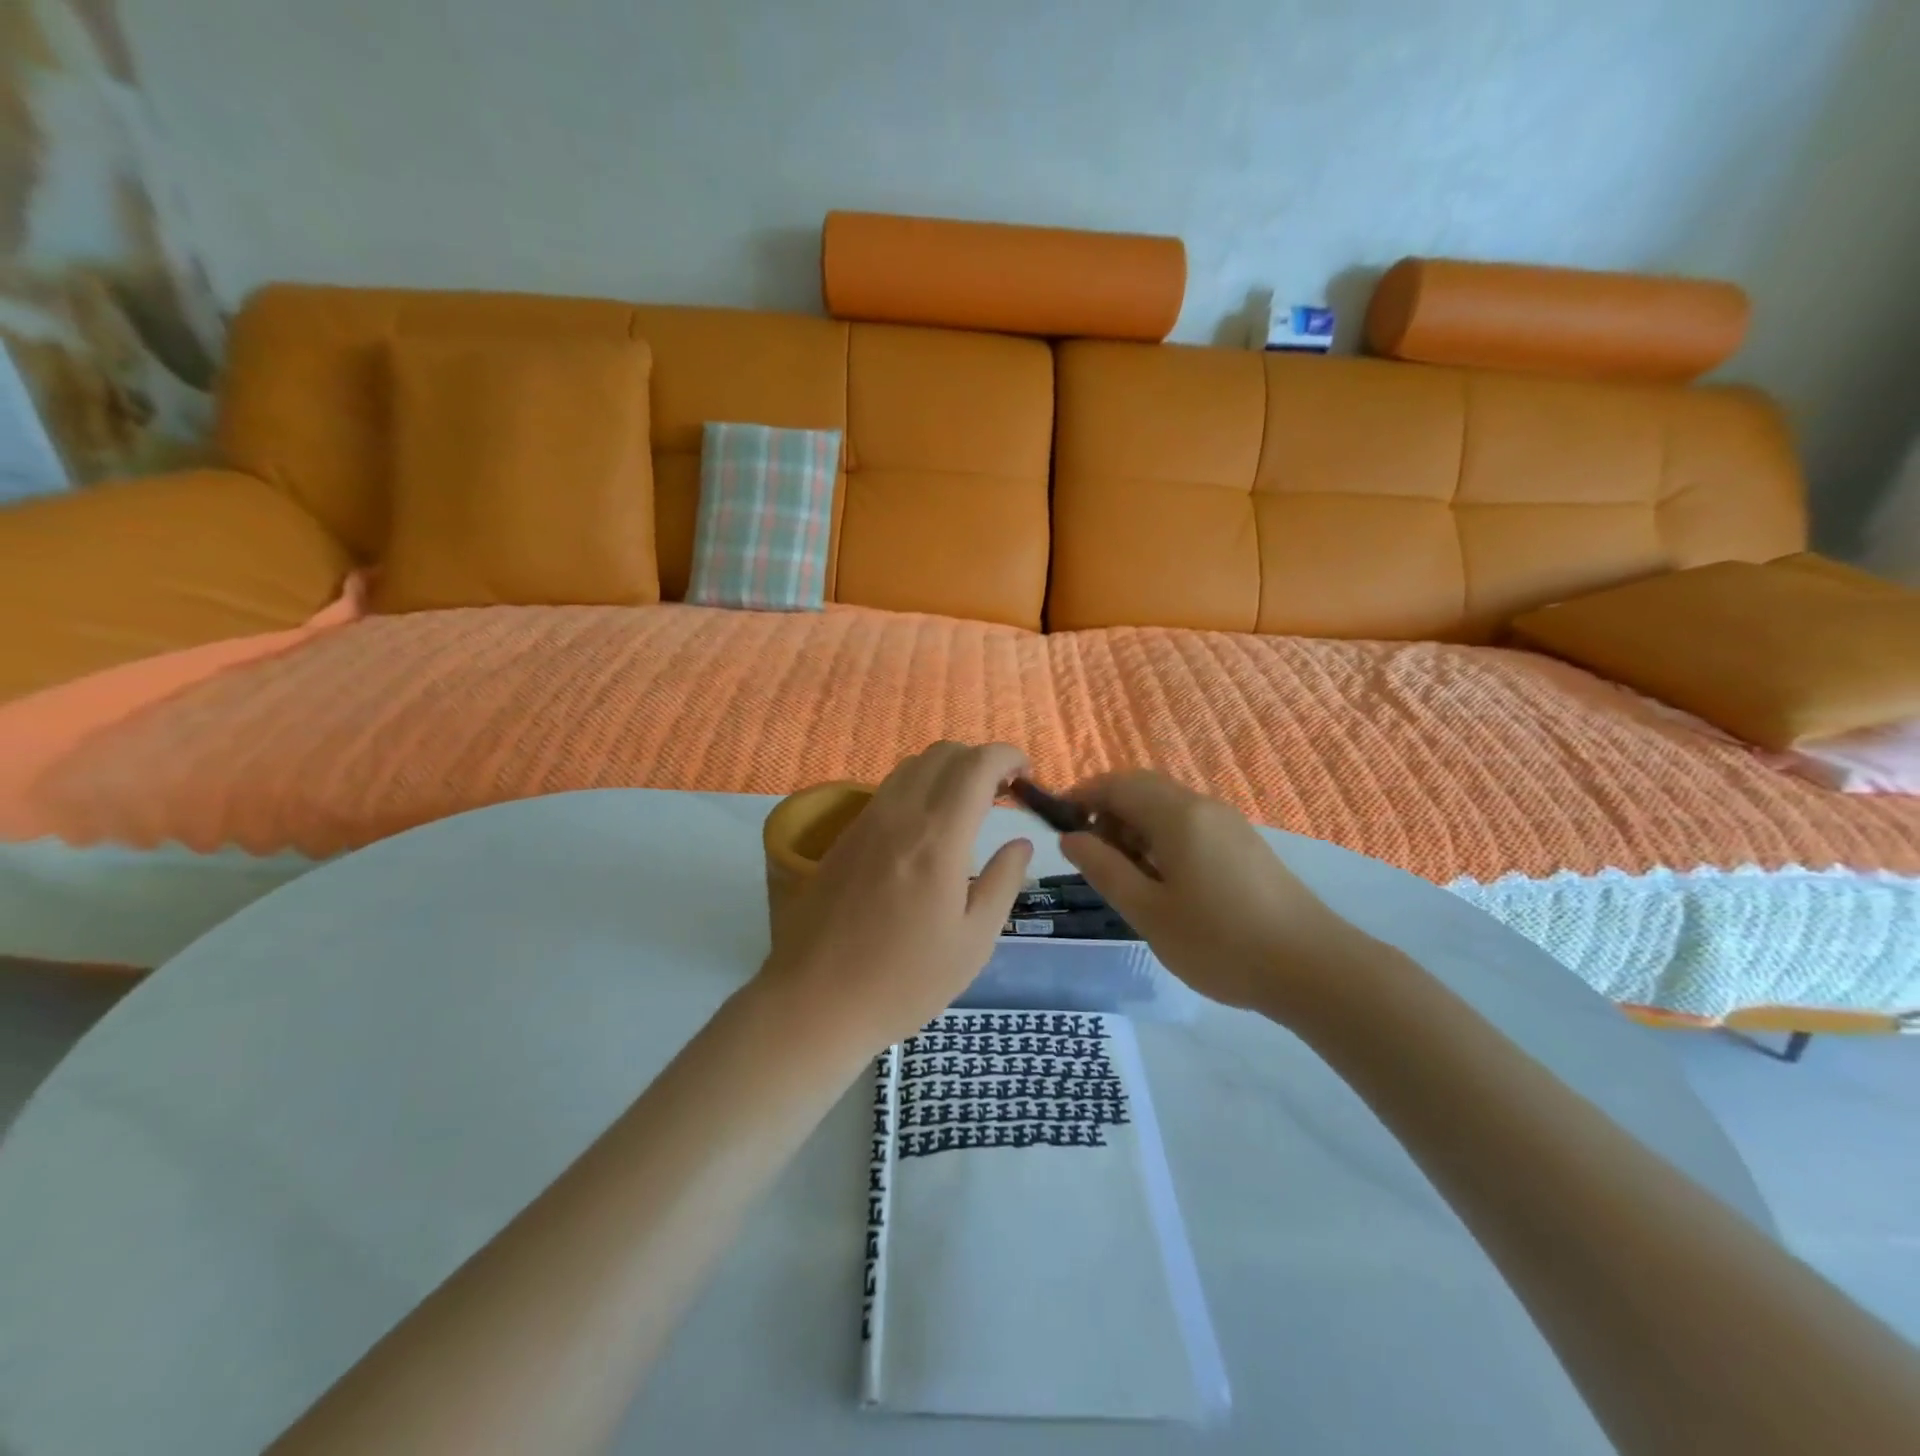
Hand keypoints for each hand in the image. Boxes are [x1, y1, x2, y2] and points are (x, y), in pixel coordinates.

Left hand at [759, 742, 1033, 1052]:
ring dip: (947, 771)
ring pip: (911, 766)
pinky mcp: (843, 837)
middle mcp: (899, 815)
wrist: (814, 1003)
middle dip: (980, 761)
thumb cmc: (904, 982)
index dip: (1007, 757)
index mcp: (937, 838)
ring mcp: (865, 822)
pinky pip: (888, 790)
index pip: (976, 765)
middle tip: (1002, 794)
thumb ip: (1003, 882)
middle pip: (943, 754)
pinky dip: (918, 788)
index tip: (1027, 776)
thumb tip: (1020, 843)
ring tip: (966, 808)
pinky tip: (926, 830)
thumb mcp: (973, 942)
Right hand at [1060, 771, 1364, 1017]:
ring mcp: (1228, 823)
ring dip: (1135, 827)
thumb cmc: (1220, 942)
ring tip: (1127, 876)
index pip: (1116, 784)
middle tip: (1092, 857)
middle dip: (1108, 812)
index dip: (1081, 797)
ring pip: (1166, 807)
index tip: (1058, 825)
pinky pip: (1189, 825)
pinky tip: (1165, 882)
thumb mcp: (1148, 912)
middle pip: (1142, 789)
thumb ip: (1104, 869)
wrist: (1312, 968)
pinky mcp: (1243, 844)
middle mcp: (1203, 806)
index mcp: (1177, 815)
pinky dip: (1162, 839)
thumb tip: (1070, 838)